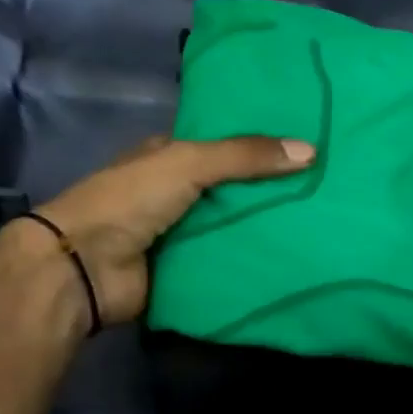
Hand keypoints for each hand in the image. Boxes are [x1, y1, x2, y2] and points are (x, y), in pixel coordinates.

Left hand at [36, 134, 314, 324]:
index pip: (225, 145)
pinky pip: (230, 260)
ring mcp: (181, 233)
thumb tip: (312, 151)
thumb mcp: (190, 163)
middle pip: (235, 187)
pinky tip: (295, 255)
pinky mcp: (187, 269)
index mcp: (170, 157)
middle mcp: (176, 193)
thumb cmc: (131, 200)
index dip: (262, 145)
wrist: (85, 268)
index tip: (308, 146)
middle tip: (327, 187)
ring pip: (236, 224)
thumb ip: (247, 156)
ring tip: (321, 221)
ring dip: (268, 226)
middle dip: (273, 188)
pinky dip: (255, 259)